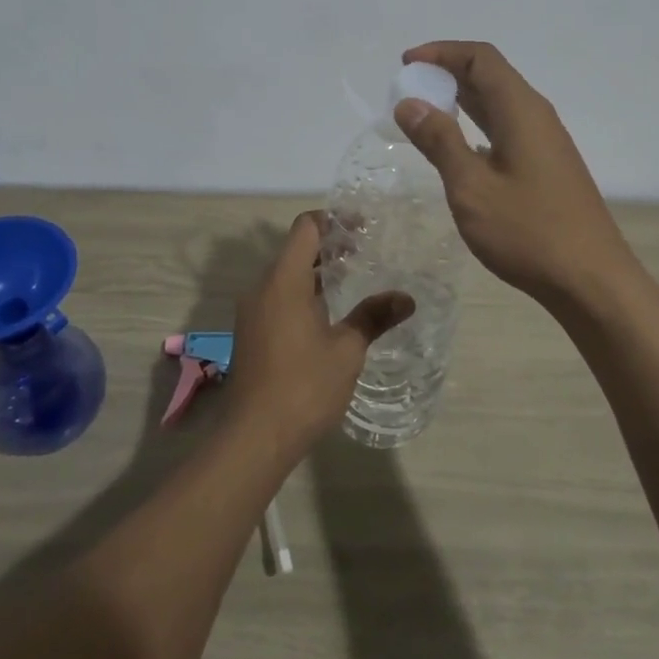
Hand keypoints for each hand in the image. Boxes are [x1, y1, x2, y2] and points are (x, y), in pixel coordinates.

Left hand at [222, 212, 413, 455]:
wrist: (254, 437)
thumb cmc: (303, 386)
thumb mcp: (346, 350)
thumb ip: (374, 317)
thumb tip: (407, 298)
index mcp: (284, 280)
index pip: (306, 228)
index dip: (334, 220)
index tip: (363, 228)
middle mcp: (262, 288)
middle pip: (295, 249)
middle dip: (329, 246)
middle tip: (366, 252)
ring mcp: (252, 311)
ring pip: (286, 275)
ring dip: (316, 272)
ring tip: (352, 281)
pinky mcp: (251, 333)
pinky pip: (278, 297)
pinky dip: (303, 293)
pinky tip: (328, 315)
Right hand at [394, 41, 639, 306]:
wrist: (591, 280)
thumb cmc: (528, 231)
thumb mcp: (472, 187)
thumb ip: (439, 141)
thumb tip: (409, 103)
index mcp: (520, 110)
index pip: (480, 57)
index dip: (442, 52)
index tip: (406, 63)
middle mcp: (536, 116)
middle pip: (490, 75)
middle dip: (447, 73)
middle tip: (408, 90)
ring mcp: (545, 141)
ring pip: (498, 103)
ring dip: (461, 100)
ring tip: (424, 113)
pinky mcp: (547, 165)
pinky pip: (506, 128)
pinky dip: (476, 125)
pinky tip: (458, 149)